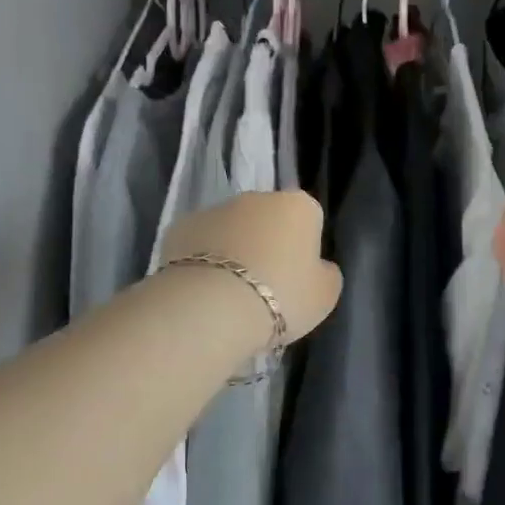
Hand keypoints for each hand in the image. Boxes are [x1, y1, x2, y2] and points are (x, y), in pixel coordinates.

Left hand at [161, 191, 342, 344]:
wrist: (213, 306)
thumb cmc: (282, 297)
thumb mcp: (325, 294)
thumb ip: (325, 273)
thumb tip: (316, 266)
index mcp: (298, 206)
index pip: (308, 219)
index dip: (304, 248)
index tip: (297, 277)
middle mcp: (257, 197)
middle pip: (267, 219)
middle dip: (266, 243)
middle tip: (264, 286)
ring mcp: (214, 209)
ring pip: (230, 228)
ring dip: (232, 250)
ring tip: (229, 294)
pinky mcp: (179, 227)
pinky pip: (198, 243)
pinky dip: (200, 260)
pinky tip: (201, 291)